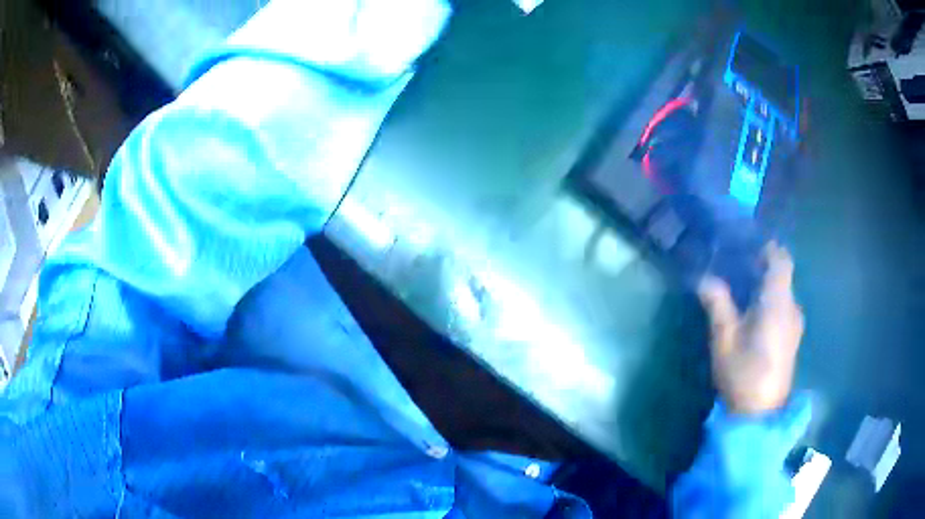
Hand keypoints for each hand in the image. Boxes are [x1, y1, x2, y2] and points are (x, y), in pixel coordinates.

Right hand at [698, 243, 803, 414]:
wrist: (760, 415)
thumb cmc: (743, 374)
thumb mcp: (724, 340)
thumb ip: (718, 305)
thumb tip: (704, 278)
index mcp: (778, 302)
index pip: (781, 260)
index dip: (767, 248)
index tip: (747, 246)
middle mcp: (792, 308)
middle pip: (782, 275)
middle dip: (762, 266)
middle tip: (736, 267)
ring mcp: (795, 324)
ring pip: (783, 292)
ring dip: (766, 285)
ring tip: (742, 291)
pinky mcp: (793, 338)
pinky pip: (784, 307)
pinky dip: (770, 301)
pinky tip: (753, 315)